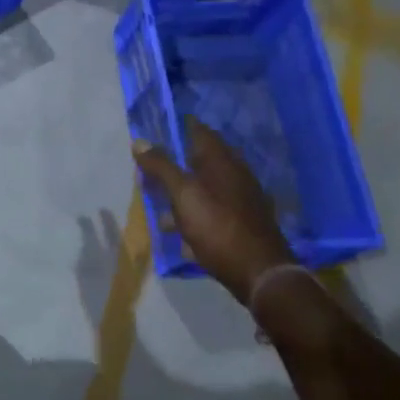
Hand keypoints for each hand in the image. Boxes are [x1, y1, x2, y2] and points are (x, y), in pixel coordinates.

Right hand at [132, 119, 295, 303]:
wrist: (259, 273)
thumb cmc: (217, 226)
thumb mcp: (183, 195)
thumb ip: (161, 167)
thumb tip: (139, 141)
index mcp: (221, 161)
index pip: (199, 130)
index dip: (178, 127)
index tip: (157, 129)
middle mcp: (235, 174)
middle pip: (200, 161)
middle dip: (175, 166)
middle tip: (150, 174)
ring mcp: (242, 199)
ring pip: (205, 189)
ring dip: (183, 196)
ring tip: (162, 212)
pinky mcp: (243, 223)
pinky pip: (213, 212)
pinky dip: (196, 217)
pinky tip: (184, 237)